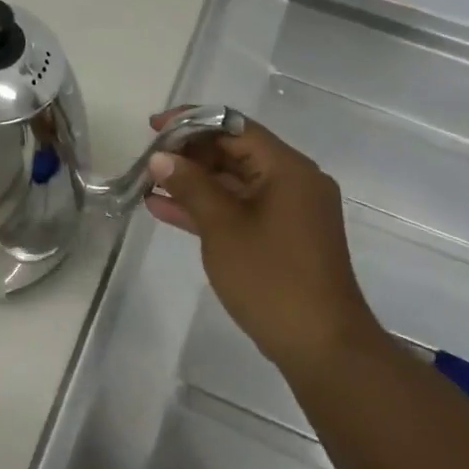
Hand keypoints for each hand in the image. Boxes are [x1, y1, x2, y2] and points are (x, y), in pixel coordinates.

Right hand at [145, 110, 379, 372]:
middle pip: (235, 151)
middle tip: (148, 161)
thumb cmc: (271, 278)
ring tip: (147, 183)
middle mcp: (293, 181)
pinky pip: (239, 208)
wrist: (321, 346)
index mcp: (288, 169)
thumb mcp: (222, 227)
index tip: (154, 128)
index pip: (235, 127)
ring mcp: (288, 211)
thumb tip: (161, 158)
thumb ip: (190, 186)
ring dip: (193, 182)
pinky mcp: (280, 237)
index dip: (192, 122)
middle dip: (189, 154)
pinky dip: (207, 207)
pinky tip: (164, 209)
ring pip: (233, 182)